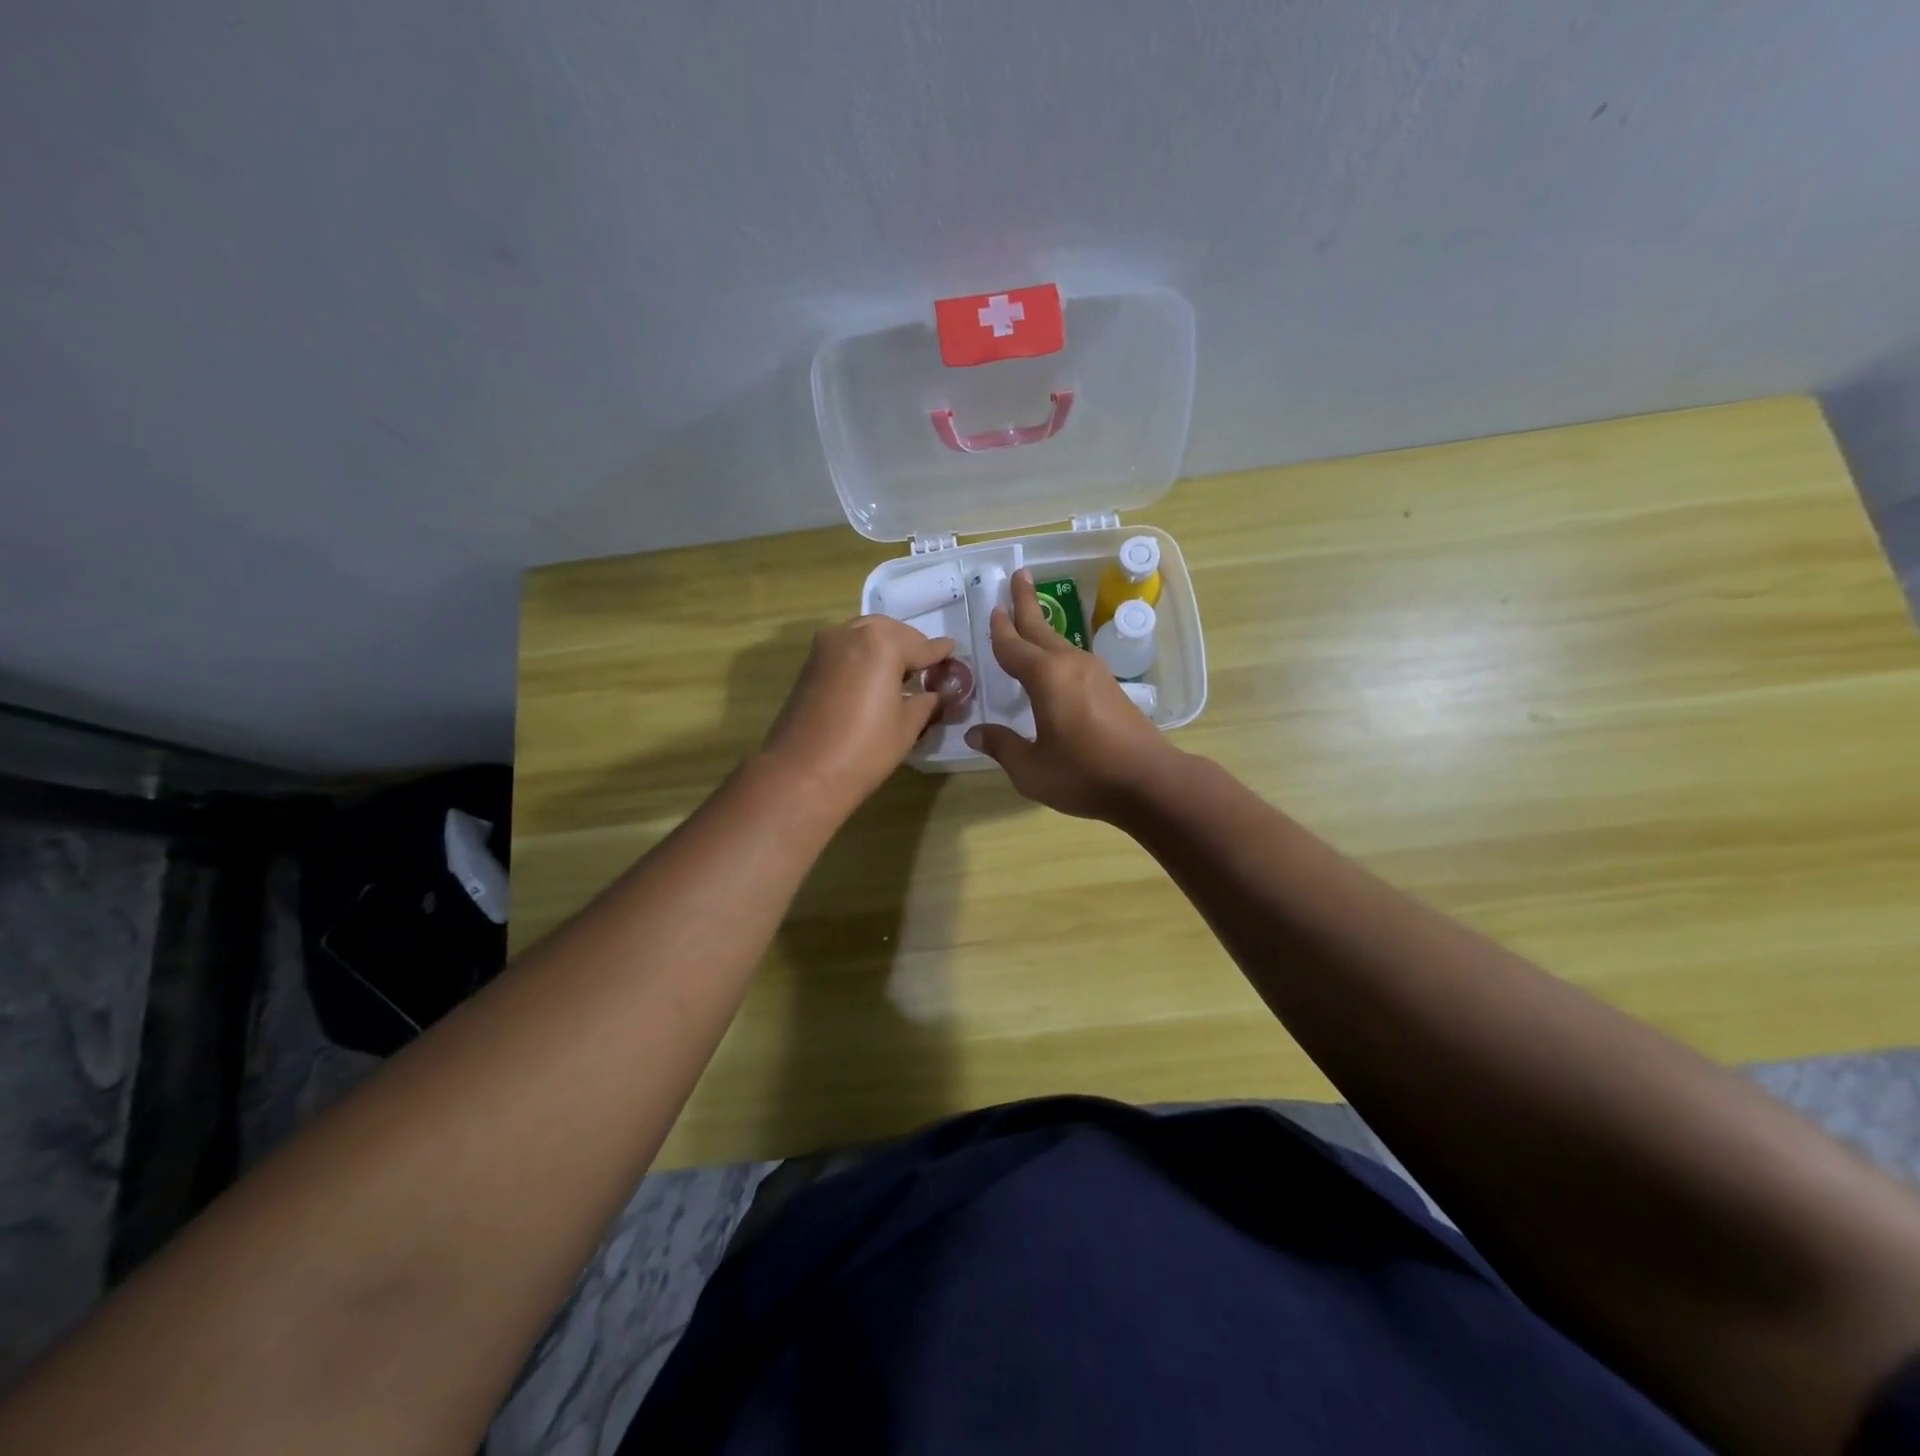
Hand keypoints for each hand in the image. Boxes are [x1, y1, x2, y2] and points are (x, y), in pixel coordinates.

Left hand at [761, 616, 956, 813]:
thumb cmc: (865, 749)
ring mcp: (825, 646)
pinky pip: (846, 648)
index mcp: (881, 643)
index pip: (921, 645)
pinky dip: (864, 655)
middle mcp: (851, 633)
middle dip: (910, 645)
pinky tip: (874, 679)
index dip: (940, 653)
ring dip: (885, 647)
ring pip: (864, 635)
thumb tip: (937, 692)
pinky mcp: (810, 664)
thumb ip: (926, 700)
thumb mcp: (908, 725)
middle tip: (927, 667)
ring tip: (901, 673)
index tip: (954, 651)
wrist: (803, 773)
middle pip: (890, 631)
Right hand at [965, 570, 1177, 819]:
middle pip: (1041, 629)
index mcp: (1046, 678)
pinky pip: (1072, 659)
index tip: (993, 608)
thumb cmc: (1085, 775)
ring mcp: (1094, 673)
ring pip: (1059, 642)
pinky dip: (1055, 650)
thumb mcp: (1032, 769)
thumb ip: (1002, 747)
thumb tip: (974, 733)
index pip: (1013, 646)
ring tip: (1029, 616)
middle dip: (1026, 602)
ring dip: (1042, 627)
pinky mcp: (1109, 687)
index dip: (1000, 629)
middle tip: (1019, 575)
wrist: (1150, 782)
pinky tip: (1053, 661)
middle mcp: (1070, 665)